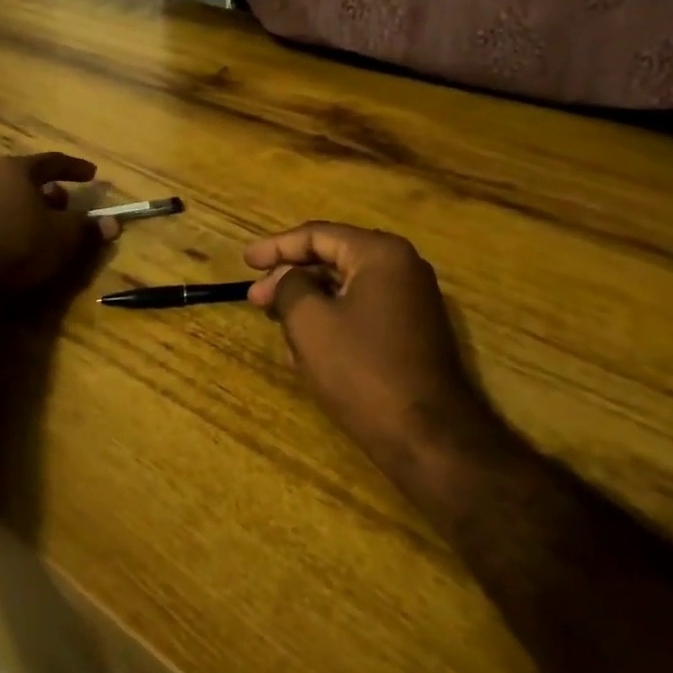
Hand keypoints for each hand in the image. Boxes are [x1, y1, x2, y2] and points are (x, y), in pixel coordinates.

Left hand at [0, 153, 118, 294]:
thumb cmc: (21, 245)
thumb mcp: (65, 236)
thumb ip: (89, 226)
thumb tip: (114, 223)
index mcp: (15, 169)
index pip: (53, 161)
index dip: (76, 168)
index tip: (93, 175)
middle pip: (29, 178)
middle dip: (53, 191)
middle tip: (69, 205)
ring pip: (12, 197)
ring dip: (33, 208)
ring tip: (49, 226)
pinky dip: (16, 222)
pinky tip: (26, 240)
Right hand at [245, 222, 486, 469]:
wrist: (427, 437)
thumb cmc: (362, 370)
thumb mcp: (309, 321)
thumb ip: (289, 286)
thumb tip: (289, 279)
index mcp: (380, 253)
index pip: (317, 235)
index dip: (276, 246)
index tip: (246, 261)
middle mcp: (403, 267)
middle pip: (333, 258)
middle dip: (290, 276)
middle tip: (256, 297)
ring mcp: (413, 301)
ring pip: (346, 287)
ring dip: (308, 300)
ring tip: (276, 320)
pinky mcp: (413, 332)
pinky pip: (363, 311)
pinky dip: (331, 319)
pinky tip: (305, 344)